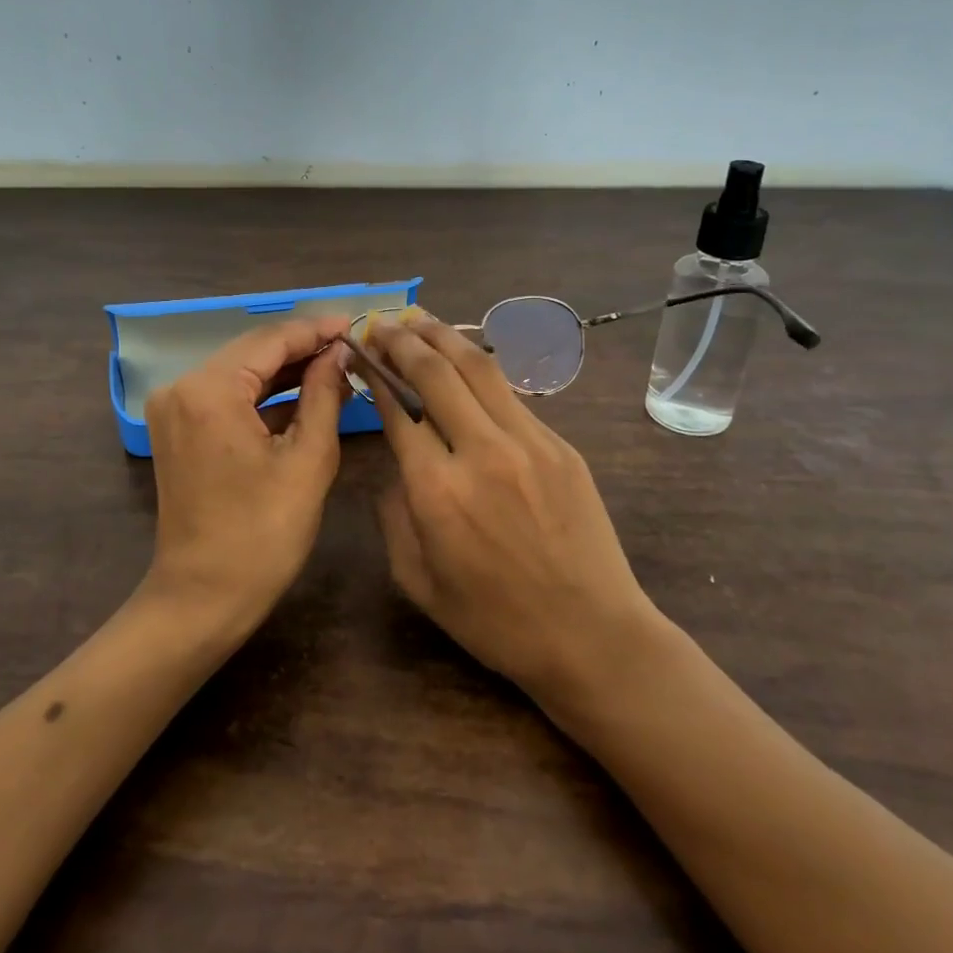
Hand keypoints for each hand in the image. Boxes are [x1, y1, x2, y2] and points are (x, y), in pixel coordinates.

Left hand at [141, 315, 352, 636]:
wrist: (203, 598)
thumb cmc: (263, 535)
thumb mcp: (308, 460)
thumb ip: (324, 395)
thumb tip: (339, 354)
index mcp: (209, 390)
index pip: (270, 340)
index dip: (315, 331)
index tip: (354, 324)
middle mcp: (181, 388)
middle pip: (251, 351)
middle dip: (301, 348)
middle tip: (350, 346)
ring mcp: (174, 409)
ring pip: (239, 372)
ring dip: (284, 371)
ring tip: (335, 367)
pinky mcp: (177, 429)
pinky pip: (225, 397)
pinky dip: (262, 396)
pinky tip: (303, 395)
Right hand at [361, 310, 663, 703]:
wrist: (591, 634)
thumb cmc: (495, 620)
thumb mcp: (418, 581)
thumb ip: (394, 515)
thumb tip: (398, 464)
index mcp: (436, 491)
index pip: (397, 410)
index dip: (375, 375)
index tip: (360, 354)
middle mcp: (480, 452)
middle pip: (435, 373)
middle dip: (402, 341)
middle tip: (383, 323)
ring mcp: (527, 442)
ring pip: (478, 368)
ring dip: (443, 336)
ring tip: (419, 318)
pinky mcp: (559, 444)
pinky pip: (510, 394)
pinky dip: (480, 369)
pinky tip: (465, 360)